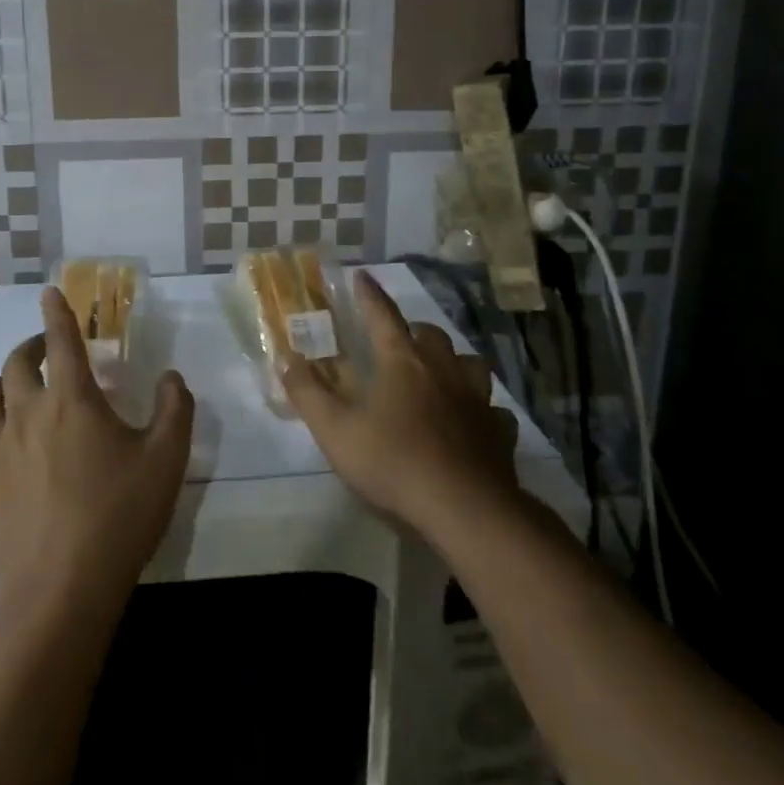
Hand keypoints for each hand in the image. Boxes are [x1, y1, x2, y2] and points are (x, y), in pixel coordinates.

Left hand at [0, 287, 195, 605]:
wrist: (63, 587)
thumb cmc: (120, 514)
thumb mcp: (167, 458)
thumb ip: (175, 408)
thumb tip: (171, 377)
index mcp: (71, 398)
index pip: (61, 340)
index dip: (56, 312)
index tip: (48, 292)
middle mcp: (27, 413)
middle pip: (14, 363)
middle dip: (30, 347)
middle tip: (47, 352)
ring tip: (14, 392)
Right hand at [281, 270, 519, 538]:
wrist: (464, 508)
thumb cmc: (393, 462)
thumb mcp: (335, 429)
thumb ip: (307, 392)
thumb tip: (285, 358)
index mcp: (402, 362)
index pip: (383, 315)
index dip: (370, 295)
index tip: (361, 275)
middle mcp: (443, 370)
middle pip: (431, 335)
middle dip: (414, 331)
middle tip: (401, 341)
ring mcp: (477, 400)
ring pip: (471, 365)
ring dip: (455, 363)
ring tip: (442, 375)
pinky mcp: (499, 432)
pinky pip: (493, 411)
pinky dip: (482, 411)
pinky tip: (475, 423)